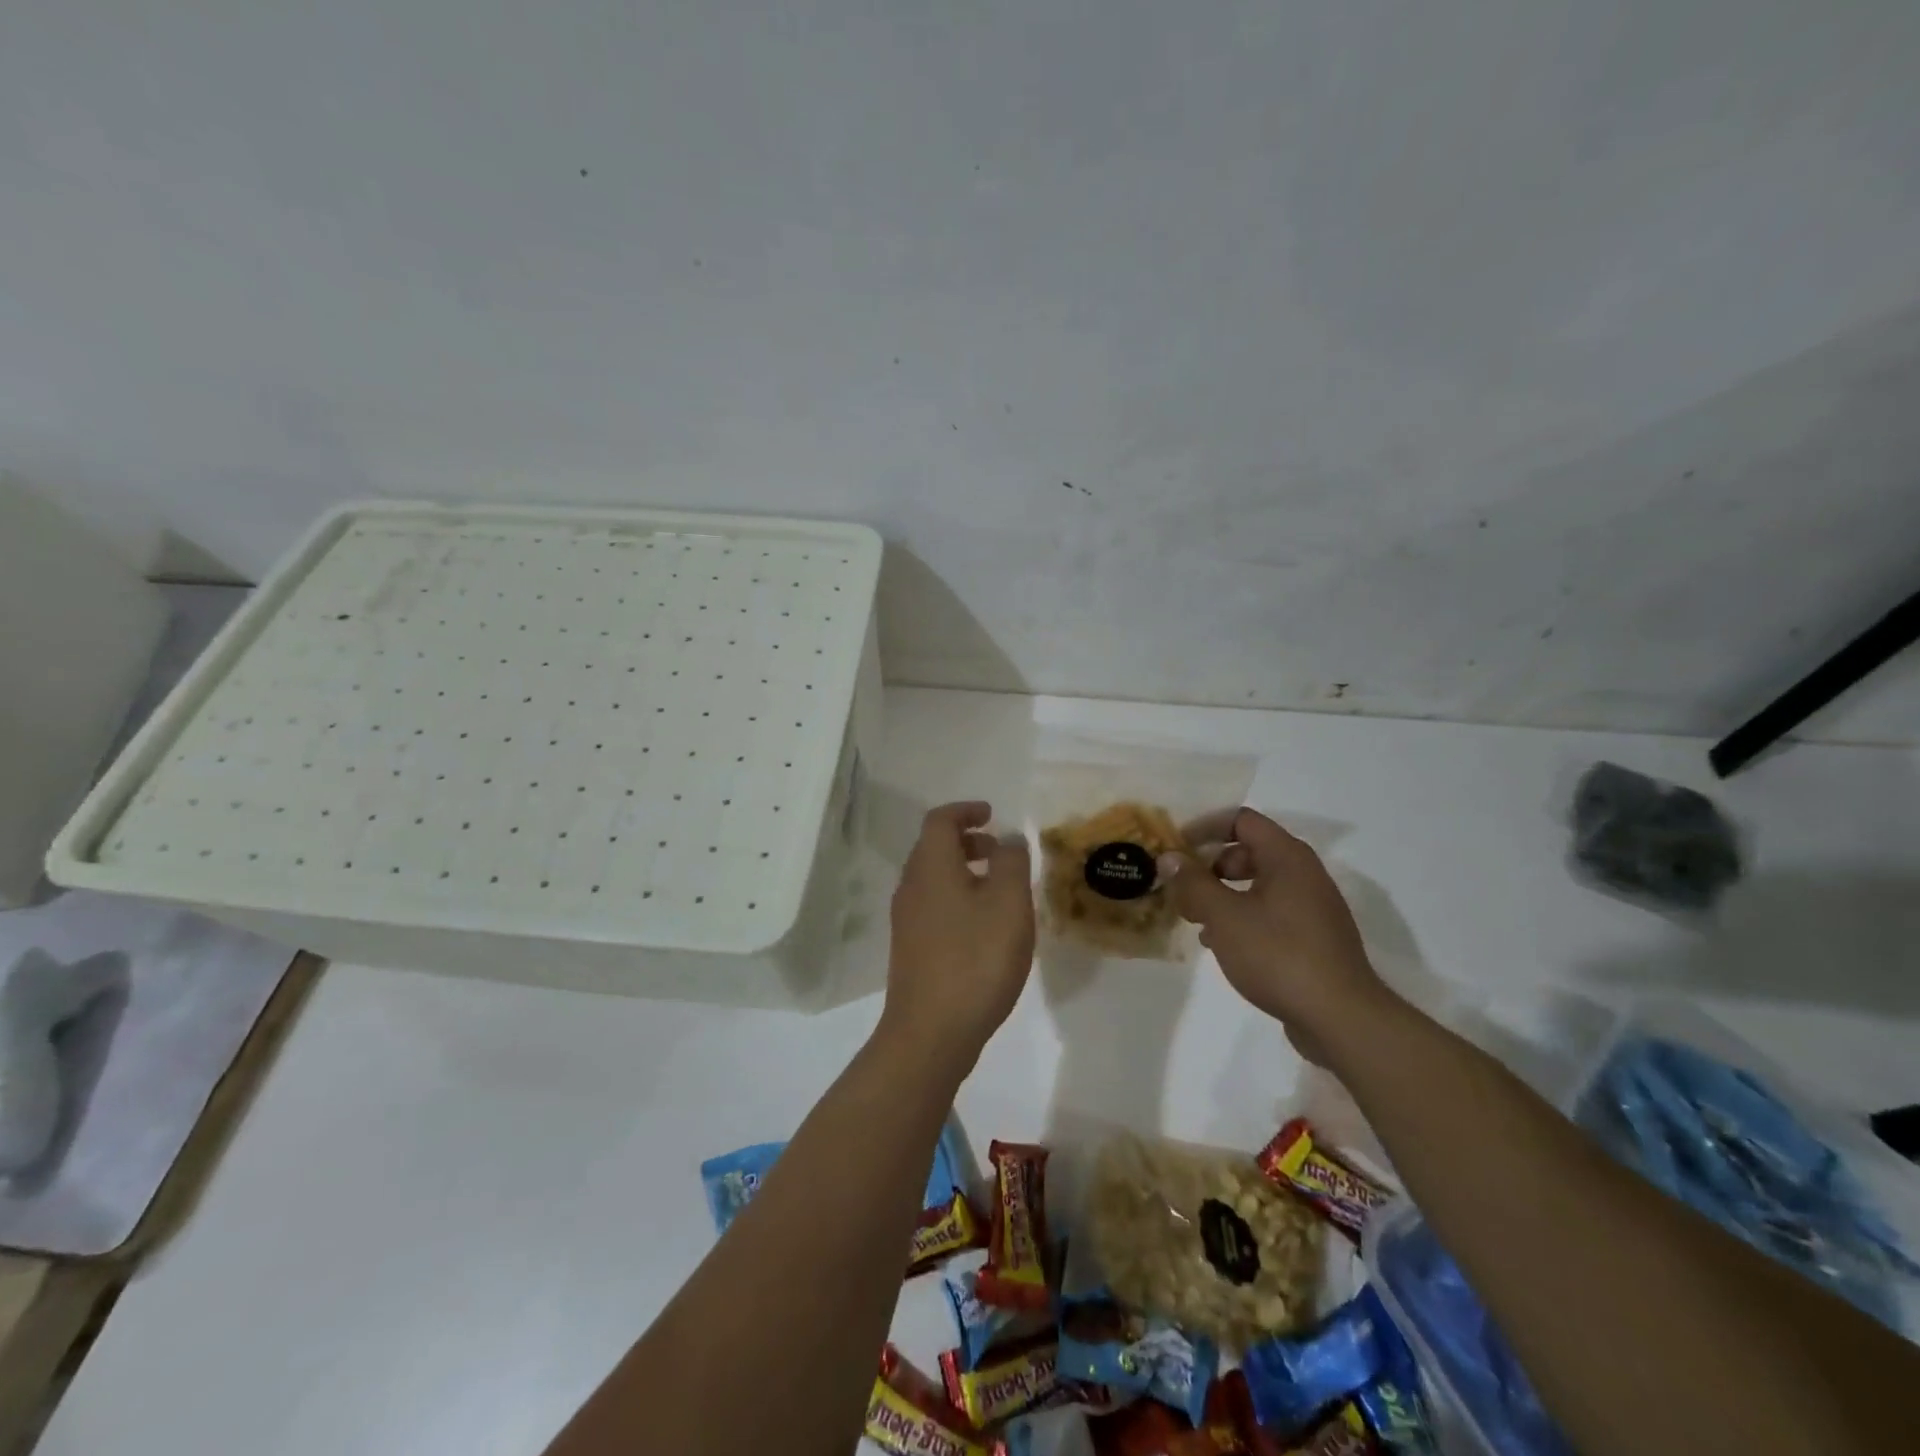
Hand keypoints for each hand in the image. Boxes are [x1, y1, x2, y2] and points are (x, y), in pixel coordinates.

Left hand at [879, 801, 1035, 1071]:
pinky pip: (934, 907)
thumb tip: (1007, 838)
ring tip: (1000, 891)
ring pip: (934, 879)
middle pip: (934, 848)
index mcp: (930, 867)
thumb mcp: (1008, 904)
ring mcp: (907, 920)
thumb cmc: (976, 959)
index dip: (966, 811)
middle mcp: (911, 887)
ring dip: (964, 872)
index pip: (940, 820)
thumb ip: (1011, 863)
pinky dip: (958, 900)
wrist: (931, 1032)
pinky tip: (985, 928)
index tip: (992, 815)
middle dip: (968, 842)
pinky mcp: (911, 949)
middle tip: (1000, 852)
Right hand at [1159, 808, 1389, 1060]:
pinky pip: (1270, 913)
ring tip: (1196, 920)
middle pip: (1249, 852)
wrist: (1340, 1018)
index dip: (1205, 828)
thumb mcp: (1224, 916)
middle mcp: (1304, 874)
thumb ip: (1193, 883)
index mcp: (1287, 857)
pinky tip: (1221, 945)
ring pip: (1258, 886)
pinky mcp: (1313, 939)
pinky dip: (1242, 918)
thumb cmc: (1278, 955)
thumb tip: (1169, 857)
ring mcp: (1312, 908)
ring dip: (1223, 895)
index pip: (1242, 820)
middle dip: (1210, 866)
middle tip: (1183, 889)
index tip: (1177, 848)